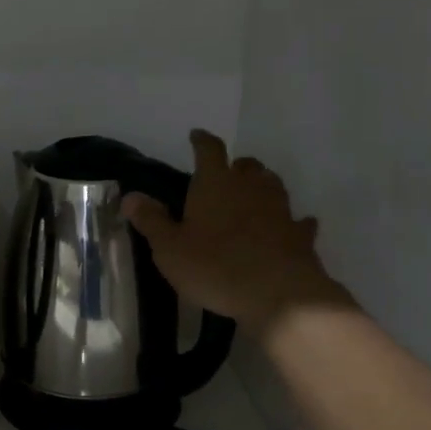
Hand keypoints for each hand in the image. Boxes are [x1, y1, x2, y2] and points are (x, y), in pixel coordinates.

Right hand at [122, 130, 350, 336]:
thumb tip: (130, 196)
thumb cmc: (215, 266)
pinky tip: (289, 229)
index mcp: (216, 183)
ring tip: (251, 199)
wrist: (279, 294)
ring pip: (272, 186)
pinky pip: (297, 221)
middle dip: (235, 167)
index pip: (209, 149)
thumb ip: (151, 220)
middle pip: (246, 165)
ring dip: (262, 188)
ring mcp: (280, 209)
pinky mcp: (300, 235)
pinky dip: (291, 222)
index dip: (202, 140)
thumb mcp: (170, 248)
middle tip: (225, 177)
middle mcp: (251, 187)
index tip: (196, 135)